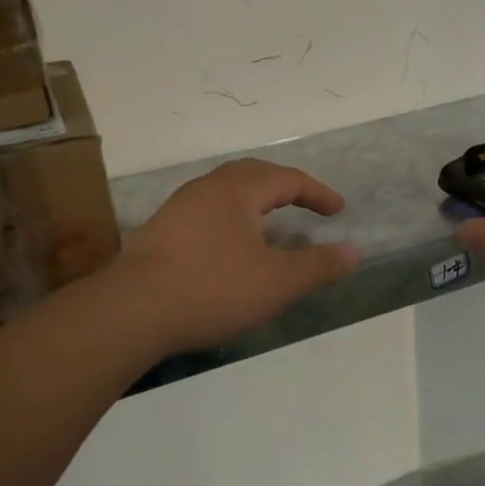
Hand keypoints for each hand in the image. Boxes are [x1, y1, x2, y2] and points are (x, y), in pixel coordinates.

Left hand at [120, 158, 360, 353]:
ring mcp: (179, 207)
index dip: (318, 193)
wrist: (130, 311)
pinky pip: (208, 210)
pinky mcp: (161, 231)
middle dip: (285, 186)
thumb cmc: (212, 288)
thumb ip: (318, 265)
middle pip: (254, 174)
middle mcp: (208, 187)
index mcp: (239, 189)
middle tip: (307, 203)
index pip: (288, 179)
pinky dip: (232, 217)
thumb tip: (354, 250)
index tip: (338, 211)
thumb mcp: (277, 282)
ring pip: (227, 191)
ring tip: (272, 222)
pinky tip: (231, 245)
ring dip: (256, 201)